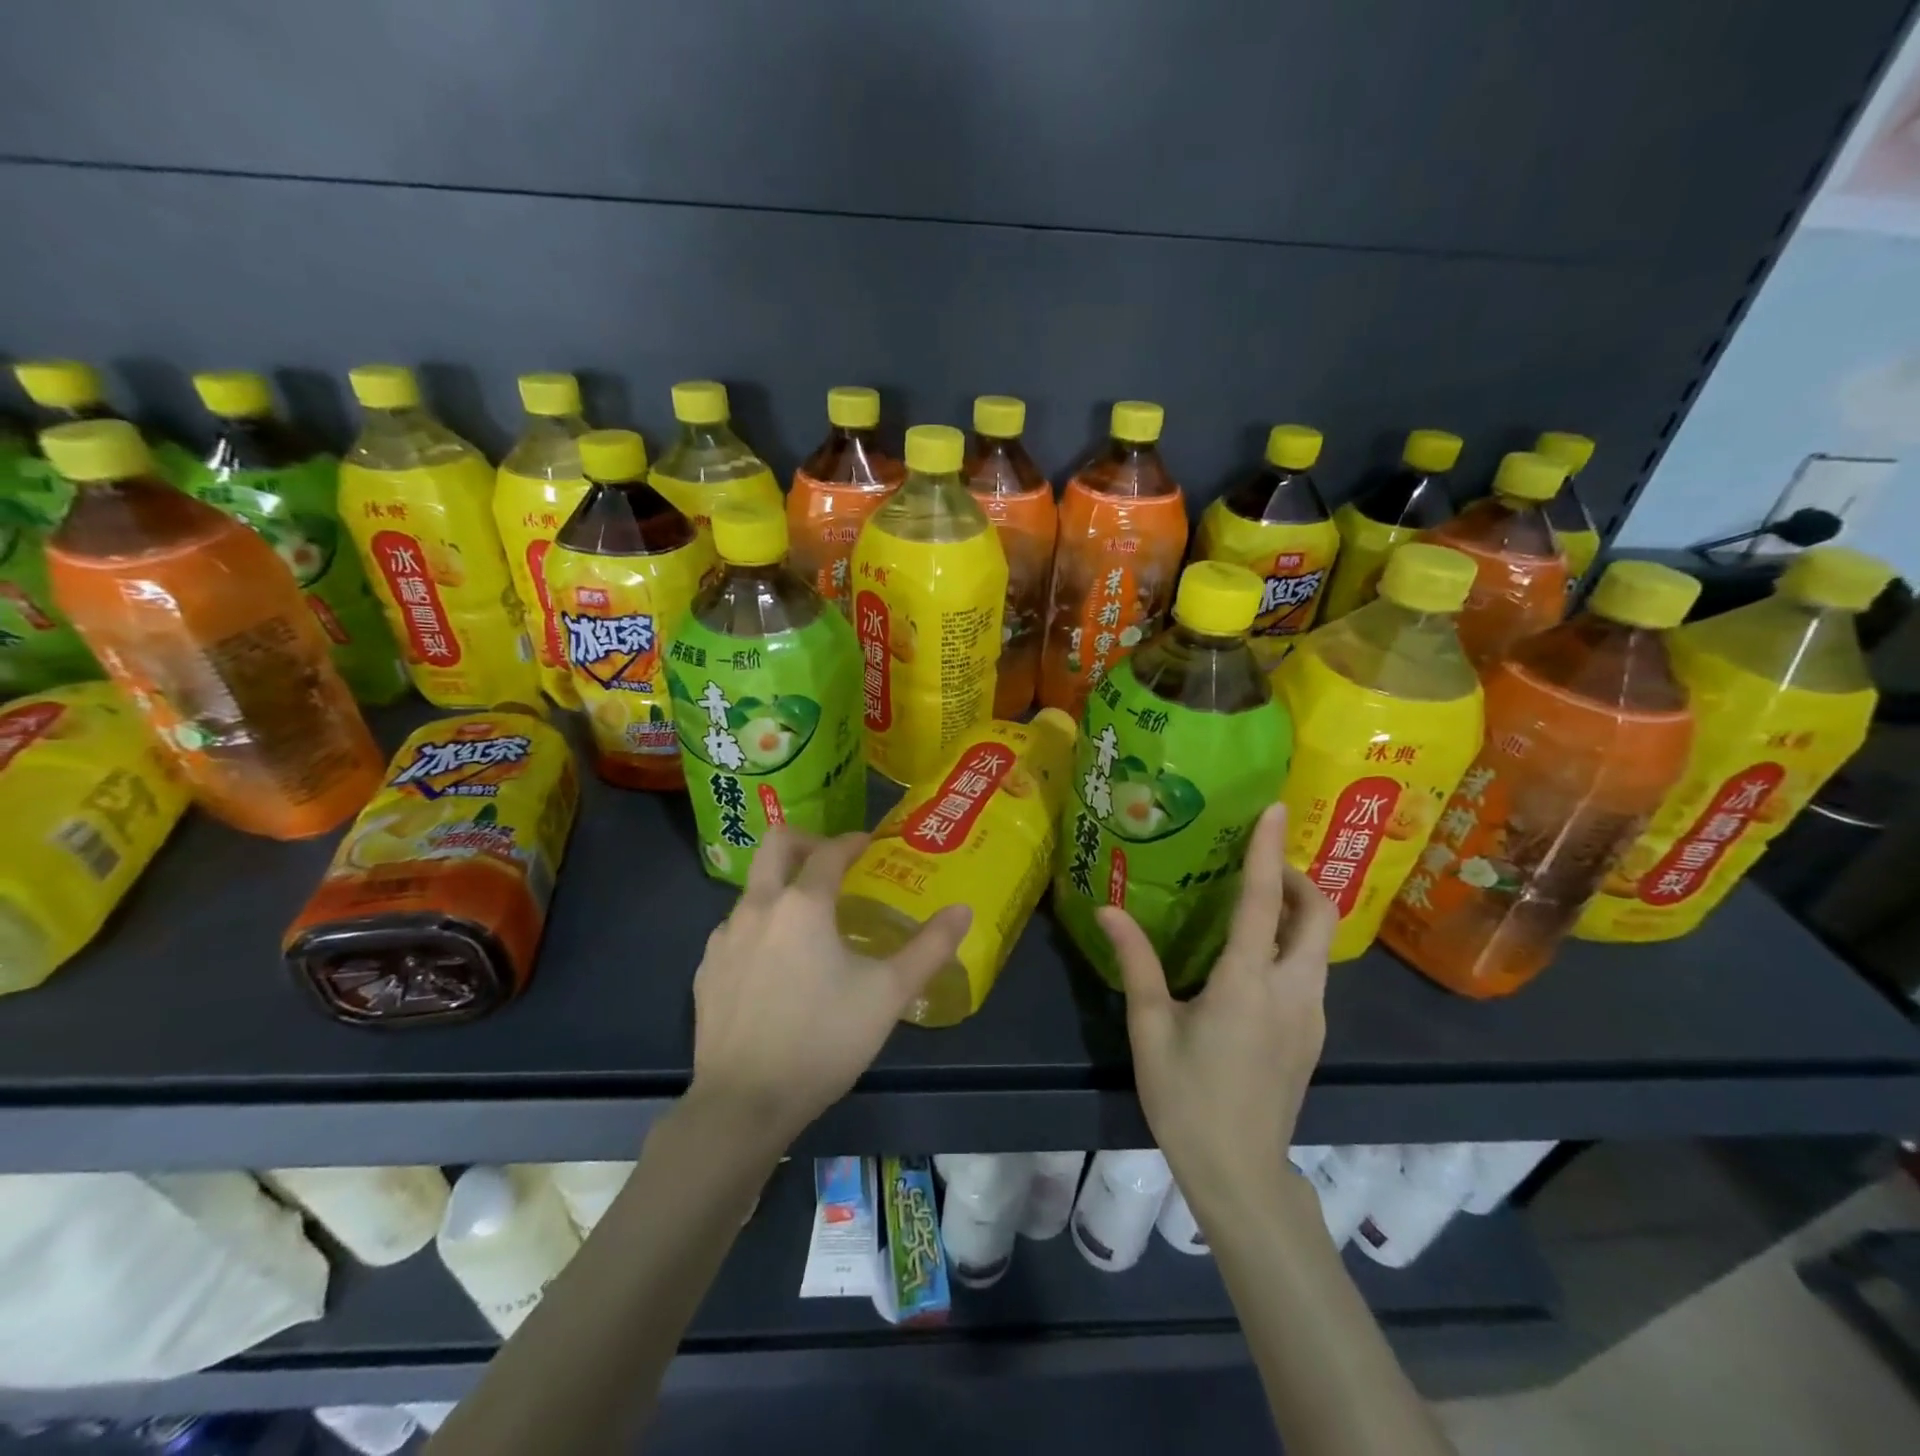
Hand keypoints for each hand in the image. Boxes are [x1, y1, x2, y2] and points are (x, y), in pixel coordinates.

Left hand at [688, 828, 971, 1150]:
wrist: (744, 1105)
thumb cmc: (823, 1041)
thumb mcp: (888, 995)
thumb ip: (929, 948)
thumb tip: (963, 910)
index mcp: (803, 904)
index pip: (829, 851)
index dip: (852, 841)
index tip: (869, 843)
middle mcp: (758, 907)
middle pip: (775, 845)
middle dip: (806, 840)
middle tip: (833, 861)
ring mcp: (724, 938)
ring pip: (753, 888)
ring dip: (782, 886)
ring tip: (810, 920)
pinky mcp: (706, 970)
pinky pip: (735, 928)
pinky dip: (761, 926)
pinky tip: (777, 963)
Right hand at [1099, 803, 1334, 1215]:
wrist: (1240, 1176)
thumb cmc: (1187, 1100)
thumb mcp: (1151, 1028)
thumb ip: (1136, 962)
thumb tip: (1109, 909)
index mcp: (1247, 984)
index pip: (1265, 901)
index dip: (1268, 850)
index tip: (1275, 807)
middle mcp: (1293, 992)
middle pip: (1318, 915)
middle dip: (1297, 877)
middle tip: (1257, 862)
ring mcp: (1312, 1016)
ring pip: (1320, 944)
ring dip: (1298, 910)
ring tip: (1255, 900)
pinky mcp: (1314, 1034)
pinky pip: (1313, 970)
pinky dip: (1295, 943)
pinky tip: (1257, 956)